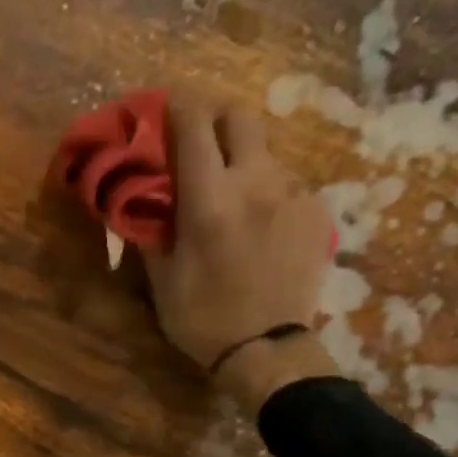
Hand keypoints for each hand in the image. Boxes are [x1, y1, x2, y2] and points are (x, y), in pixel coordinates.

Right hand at [142, 97, 334, 385]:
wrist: (267, 349)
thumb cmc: (202, 319)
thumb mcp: (162, 281)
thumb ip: (151, 230)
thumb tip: (140, 198)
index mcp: (210, 200)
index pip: (193, 124)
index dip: (176, 106)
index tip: (163, 107)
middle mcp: (256, 182)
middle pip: (241, 116)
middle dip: (216, 118)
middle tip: (200, 143)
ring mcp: (294, 193)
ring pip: (266, 152)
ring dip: (243, 162)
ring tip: (232, 200)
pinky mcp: (317, 211)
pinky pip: (288, 185)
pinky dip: (268, 193)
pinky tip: (260, 228)